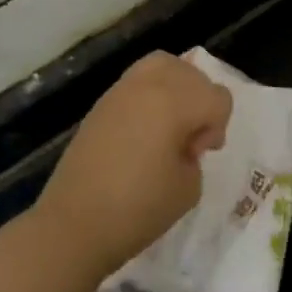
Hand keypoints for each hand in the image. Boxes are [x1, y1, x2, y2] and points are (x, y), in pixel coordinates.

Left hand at [31, 51, 232, 291]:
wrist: (74, 226)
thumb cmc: (138, 209)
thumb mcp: (189, 187)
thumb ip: (195, 153)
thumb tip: (181, 142)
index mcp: (174, 102)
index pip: (217, 97)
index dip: (217, 126)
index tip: (199, 154)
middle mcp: (148, 86)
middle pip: (191, 73)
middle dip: (200, 102)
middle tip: (189, 139)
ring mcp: (120, 92)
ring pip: (162, 65)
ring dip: (176, 89)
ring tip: (170, 124)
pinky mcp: (100, 105)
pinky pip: (137, 82)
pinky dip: (151, 96)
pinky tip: (145, 131)